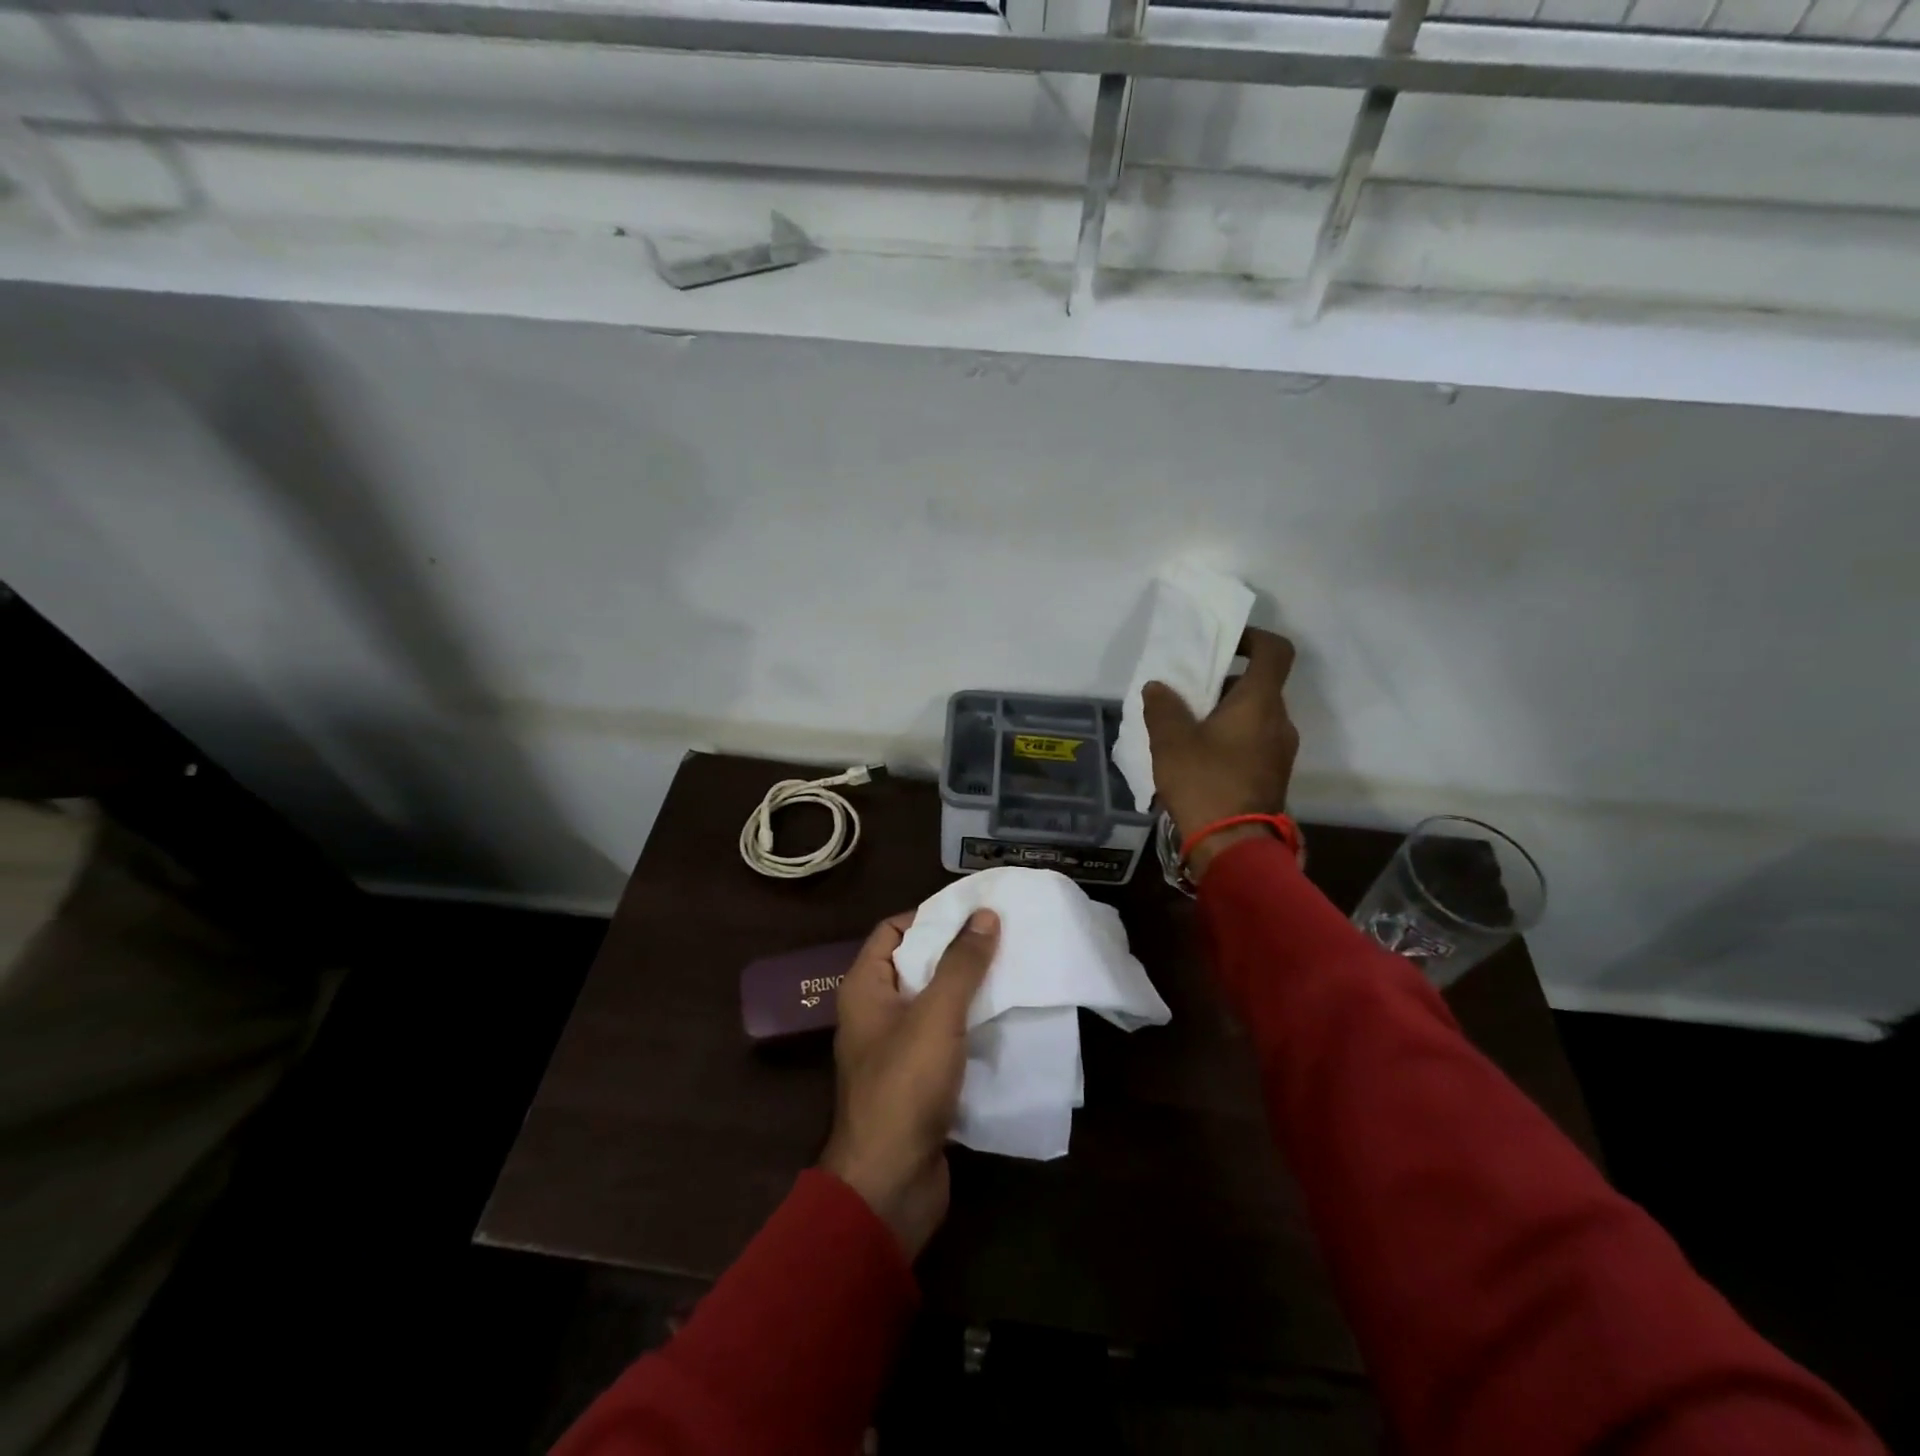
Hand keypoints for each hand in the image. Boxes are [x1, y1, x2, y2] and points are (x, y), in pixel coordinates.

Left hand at [820, 908, 1000, 1257]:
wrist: (889, 1184)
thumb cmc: (904, 1085)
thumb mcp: (935, 1014)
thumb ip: (961, 963)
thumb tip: (985, 914)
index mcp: (864, 988)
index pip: (892, 931)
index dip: (929, 916)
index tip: (974, 911)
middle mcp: (875, 1013)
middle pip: (916, 965)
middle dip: (956, 951)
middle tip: (1002, 937)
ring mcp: (896, 1050)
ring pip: (934, 1004)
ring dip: (968, 989)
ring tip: (1012, 971)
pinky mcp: (918, 1082)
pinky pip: (945, 1039)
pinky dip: (970, 1026)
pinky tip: (1005, 1019)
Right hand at [1143, 627, 1299, 879]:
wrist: (1233, 845)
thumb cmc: (1204, 782)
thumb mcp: (1171, 742)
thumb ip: (1163, 707)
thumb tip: (1158, 687)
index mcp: (1260, 703)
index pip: (1275, 651)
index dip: (1252, 638)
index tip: (1223, 645)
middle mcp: (1280, 721)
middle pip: (1260, 685)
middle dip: (1225, 682)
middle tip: (1189, 693)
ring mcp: (1281, 750)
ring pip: (1256, 715)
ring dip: (1226, 713)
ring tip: (1188, 728)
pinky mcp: (1273, 774)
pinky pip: (1255, 740)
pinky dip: (1232, 737)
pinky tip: (1200, 756)